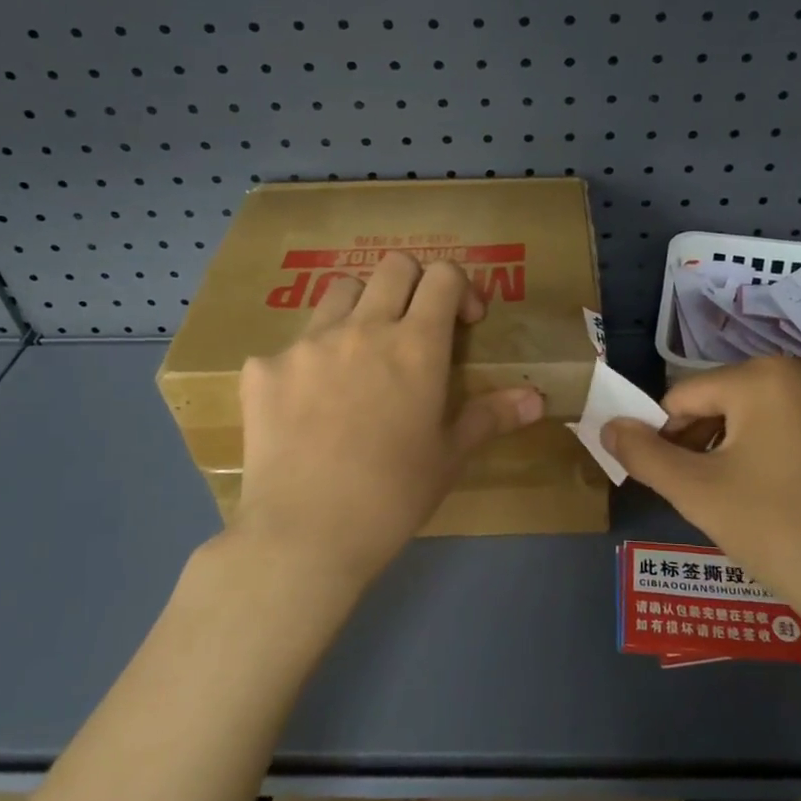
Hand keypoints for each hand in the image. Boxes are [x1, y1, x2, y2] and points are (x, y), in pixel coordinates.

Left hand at [235, 253, 544, 593]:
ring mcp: (307, 343)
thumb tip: (537, 399)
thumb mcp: (449, 456)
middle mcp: (363, 328)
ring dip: (360, 308)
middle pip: (393, 266)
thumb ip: (491, 416)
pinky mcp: (264, 368)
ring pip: (340, 290)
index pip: (443, 275)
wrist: (304, 535)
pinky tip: (306, 405)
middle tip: (414, 327)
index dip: (460, 288)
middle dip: (413, 284)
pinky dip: (307, 361)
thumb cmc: (392, 495)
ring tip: (360, 353)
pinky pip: (290, 345)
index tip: (463, 322)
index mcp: (416, 345)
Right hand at [603, 356, 800, 666]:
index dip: (667, 436)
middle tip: (715, 494)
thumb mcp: (698, 494)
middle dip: (713, 439)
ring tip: (761, 498)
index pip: (686, 396)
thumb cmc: (781, 533)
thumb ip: (644, 453)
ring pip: (782, 412)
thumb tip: (609, 425)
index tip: (672, 479)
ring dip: (757, 444)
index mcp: (764, 376)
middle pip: (735, 398)